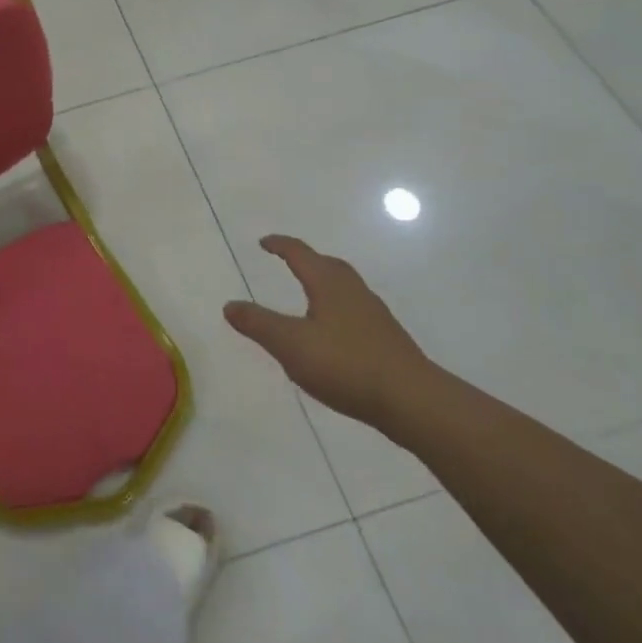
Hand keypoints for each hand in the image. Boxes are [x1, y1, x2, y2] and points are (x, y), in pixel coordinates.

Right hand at [224, 235, 433, 427]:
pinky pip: (354, 310)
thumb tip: (229, 304)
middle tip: (288, 261)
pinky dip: (337, 308)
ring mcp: (374, 315)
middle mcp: (353, 291)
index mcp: (328, 284)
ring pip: (345, 287)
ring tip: (308, 294)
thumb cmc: (345, 364)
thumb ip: (258, 323)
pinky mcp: (386, 339)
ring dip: (324, 283)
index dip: (280, 246)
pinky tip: (333, 332)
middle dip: (306, 260)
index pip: (300, 254)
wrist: (412, 400)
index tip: (265, 242)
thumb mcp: (290, 344)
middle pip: (328, 265)